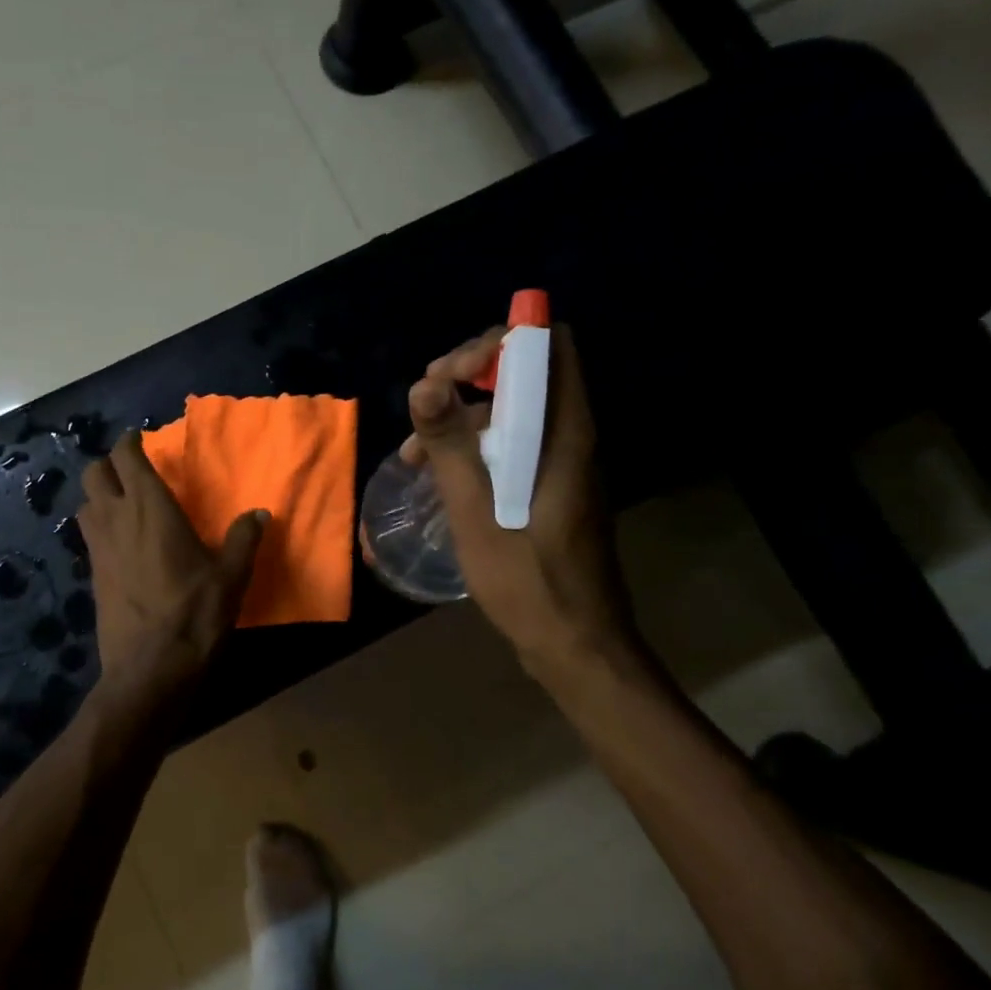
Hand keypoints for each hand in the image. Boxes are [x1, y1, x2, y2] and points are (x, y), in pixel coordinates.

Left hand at [77, 430, 268, 698]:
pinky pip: (89, 535)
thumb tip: (260, 514)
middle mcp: (116, 519)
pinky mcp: (93, 575)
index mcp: (150, 508)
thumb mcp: (231, 576)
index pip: (127, 458)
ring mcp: (99, 548)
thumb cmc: (194, 614)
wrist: (150, 669)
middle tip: (132, 470)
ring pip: (84, 503)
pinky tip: (121, 542)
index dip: (130, 442)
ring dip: (100, 495)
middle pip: (93, 473)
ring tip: (124, 503)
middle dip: (109, 464)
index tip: (140, 438)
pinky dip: (99, 525)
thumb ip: (243, 539)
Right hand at [402, 323, 631, 676]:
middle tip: (424, 402)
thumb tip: (424, 383)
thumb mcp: (478, 513)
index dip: (496, 344)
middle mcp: (570, 435)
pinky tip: (435, 474)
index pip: (548, 345)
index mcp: (565, 432)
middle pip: (525, 371)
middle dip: (468, 376)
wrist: (576, 645)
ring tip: (414, 451)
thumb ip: (451, 445)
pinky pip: (511, 444)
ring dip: (462, 416)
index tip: (449, 375)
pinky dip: (474, 446)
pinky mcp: (550, 486)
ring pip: (512, 410)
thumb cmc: (529, 580)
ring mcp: (562, 462)